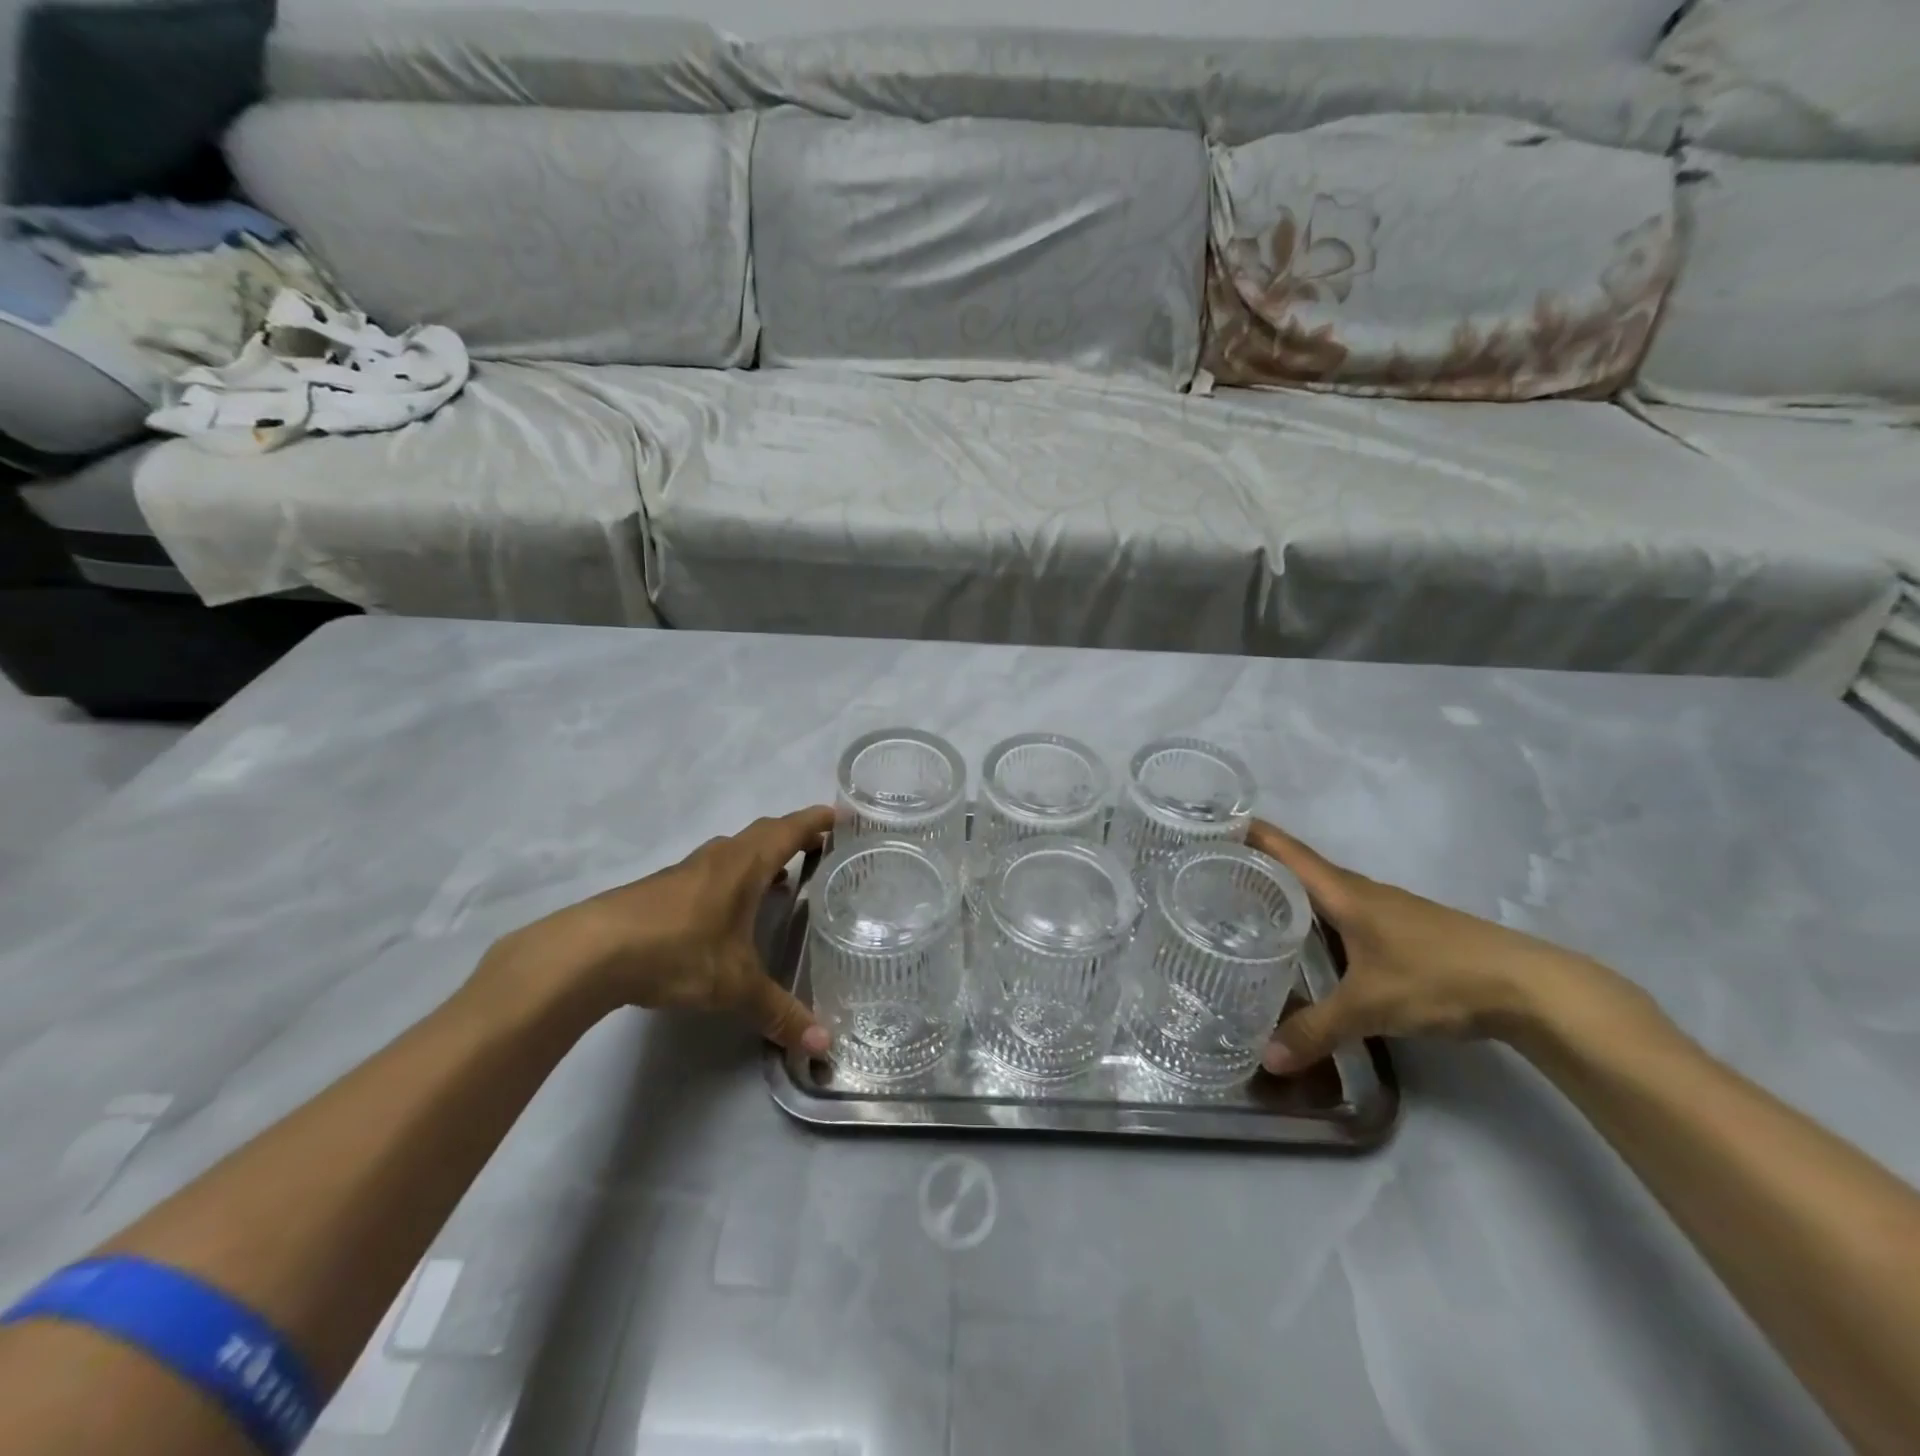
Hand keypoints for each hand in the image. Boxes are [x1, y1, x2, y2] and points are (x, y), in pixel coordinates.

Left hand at [493, 807, 834, 1052]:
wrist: (591, 951)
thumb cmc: (678, 951)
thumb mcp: (735, 986)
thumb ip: (779, 1012)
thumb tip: (823, 1044)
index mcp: (746, 865)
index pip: (790, 830)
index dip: (816, 821)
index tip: (840, 815)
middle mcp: (720, 858)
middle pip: (764, 833)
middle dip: (794, 837)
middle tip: (820, 850)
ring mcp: (687, 870)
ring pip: (734, 851)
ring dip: (761, 857)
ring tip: (781, 881)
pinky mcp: (662, 889)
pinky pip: (712, 870)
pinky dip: (734, 878)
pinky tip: (731, 911)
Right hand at [1248, 820, 1607, 1074]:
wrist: (1530, 988)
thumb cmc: (1437, 977)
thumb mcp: (1369, 1007)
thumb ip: (1316, 1031)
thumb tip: (1265, 1060)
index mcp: (1345, 894)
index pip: (1288, 852)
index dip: (1253, 834)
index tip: (1215, 823)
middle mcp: (1362, 892)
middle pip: (1302, 868)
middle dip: (1261, 864)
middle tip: (1217, 872)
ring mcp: (1387, 910)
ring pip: (1326, 892)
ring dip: (1291, 891)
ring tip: (1252, 905)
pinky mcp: (1405, 931)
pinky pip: (1346, 912)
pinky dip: (1318, 916)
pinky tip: (1311, 941)